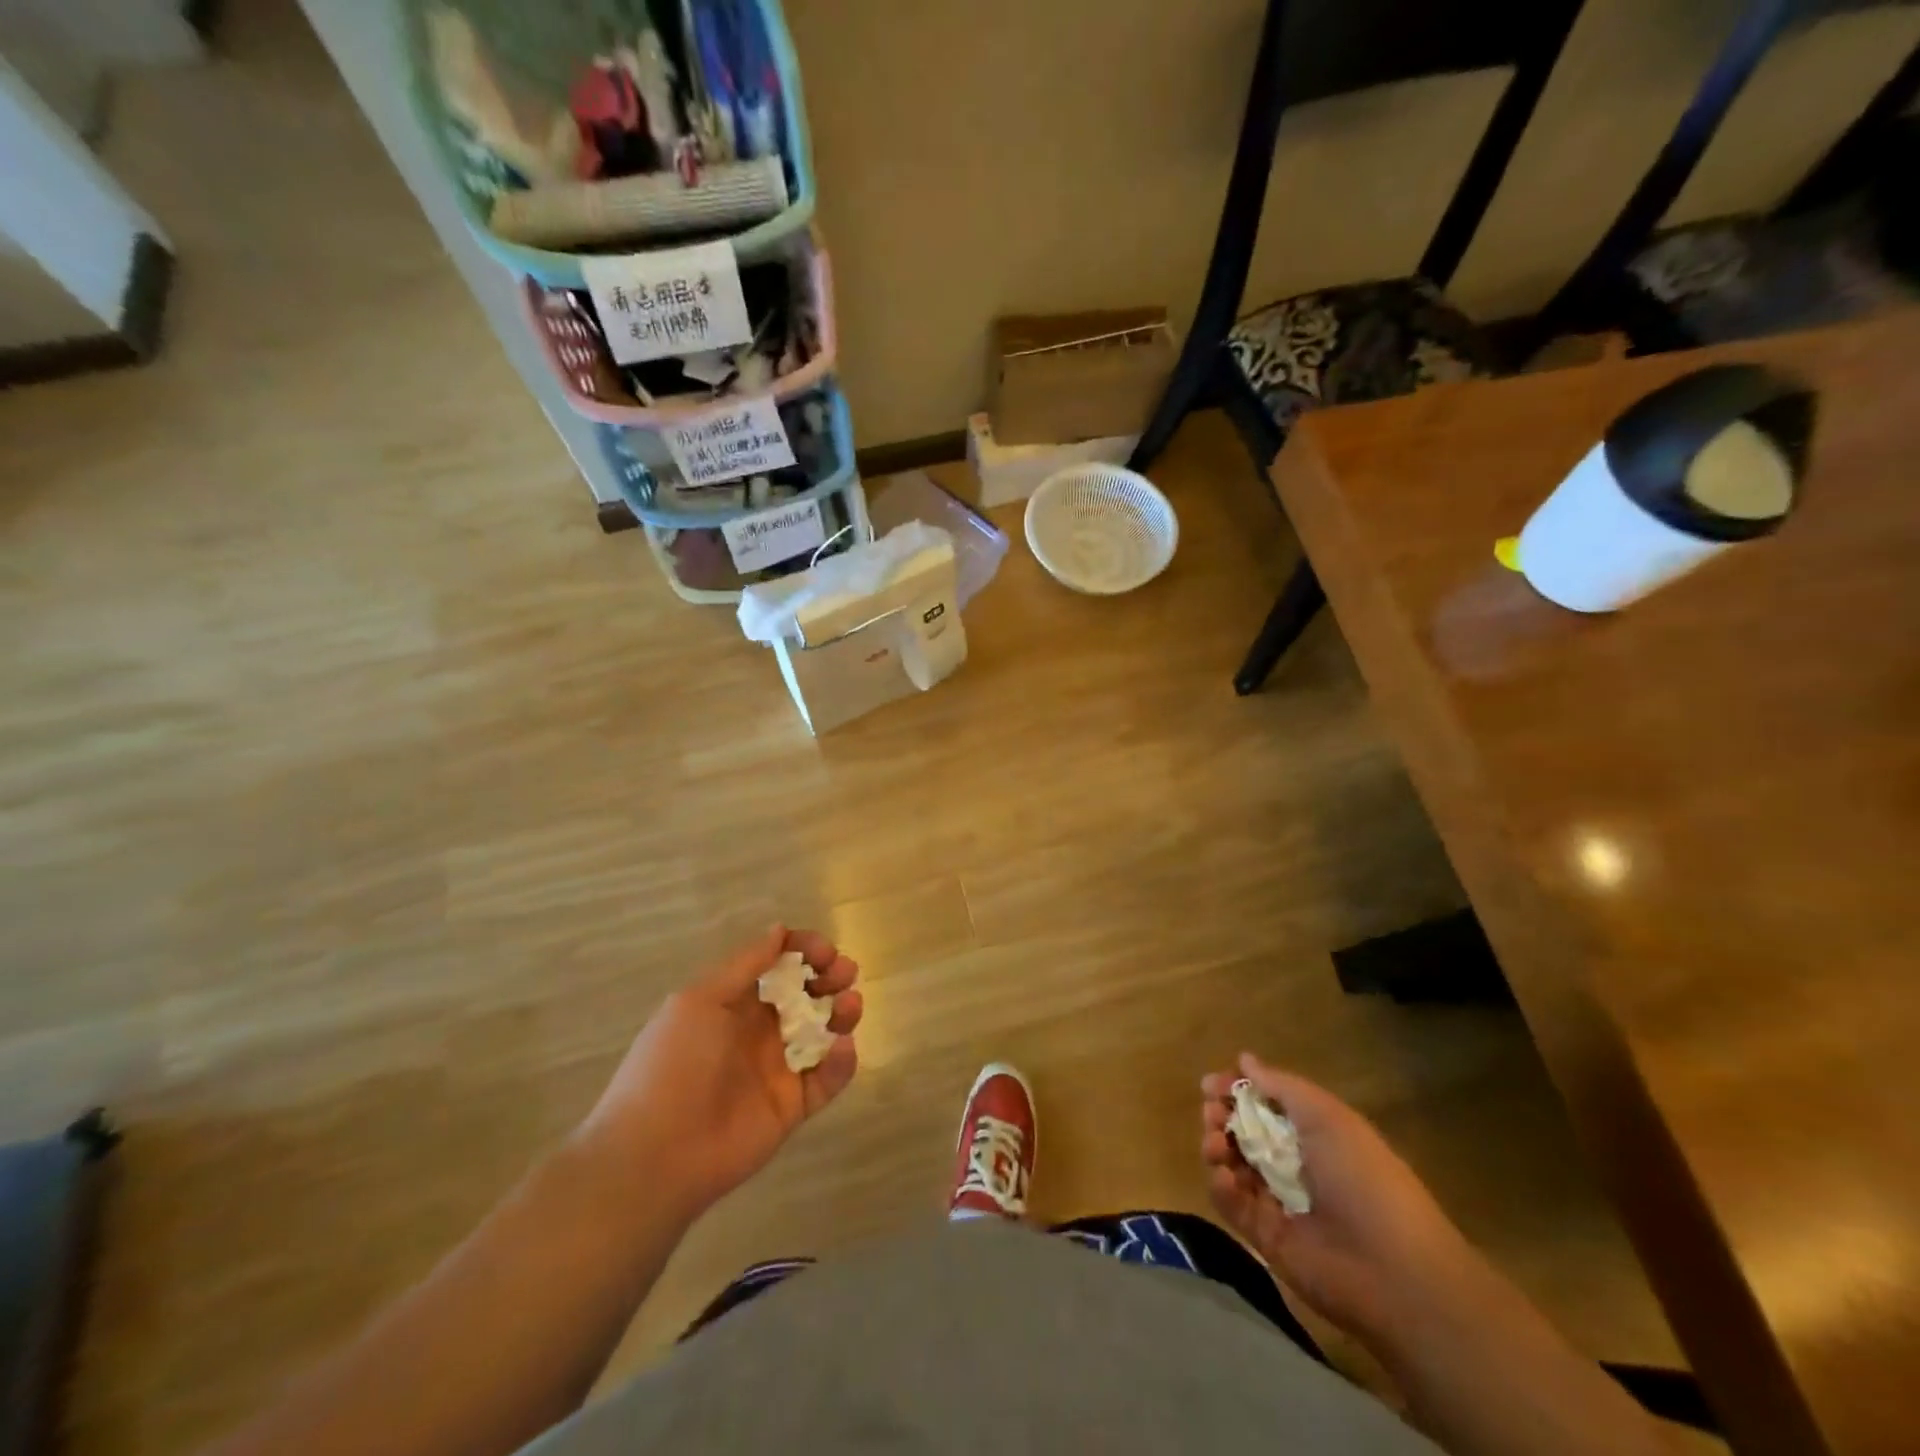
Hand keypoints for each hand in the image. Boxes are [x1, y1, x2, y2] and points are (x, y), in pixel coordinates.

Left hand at [575, 926, 861, 1223]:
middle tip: (845, 973)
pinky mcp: (792, 1106)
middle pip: (806, 994)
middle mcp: (758, 1030)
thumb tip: (780, 930)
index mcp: (734, 1002)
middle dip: (830, 976)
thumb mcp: (701, 1000)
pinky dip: (842, 1061)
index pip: (777, 964)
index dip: (803, 950)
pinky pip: (827, 1079)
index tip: (825, 950)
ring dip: (843, 1012)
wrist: (656, 1154)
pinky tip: (841, 1048)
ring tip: (850, 1006)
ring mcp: (778, 1069)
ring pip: (823, 1032)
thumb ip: (745, 965)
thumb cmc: (674, 1063)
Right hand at [1201, 1055, 1475, 1342]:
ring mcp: (1280, 1200)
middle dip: (1221, 1116)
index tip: (1212, 1084)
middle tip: (1212, 1114)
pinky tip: (1224, 1175)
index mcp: (1315, 1132)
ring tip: (1217, 1146)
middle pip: (1244, 1130)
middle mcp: (1296, 1162)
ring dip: (1217, 1146)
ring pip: (1233, 1163)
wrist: (1391, 1270)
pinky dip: (1221, 1185)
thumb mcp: (1326, 1115)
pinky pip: (1232, 1203)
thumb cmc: (1363, 1176)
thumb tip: (1244, 1060)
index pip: (1265, 1102)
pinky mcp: (1266, 1236)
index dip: (1237, 1089)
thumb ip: (1281, 1086)